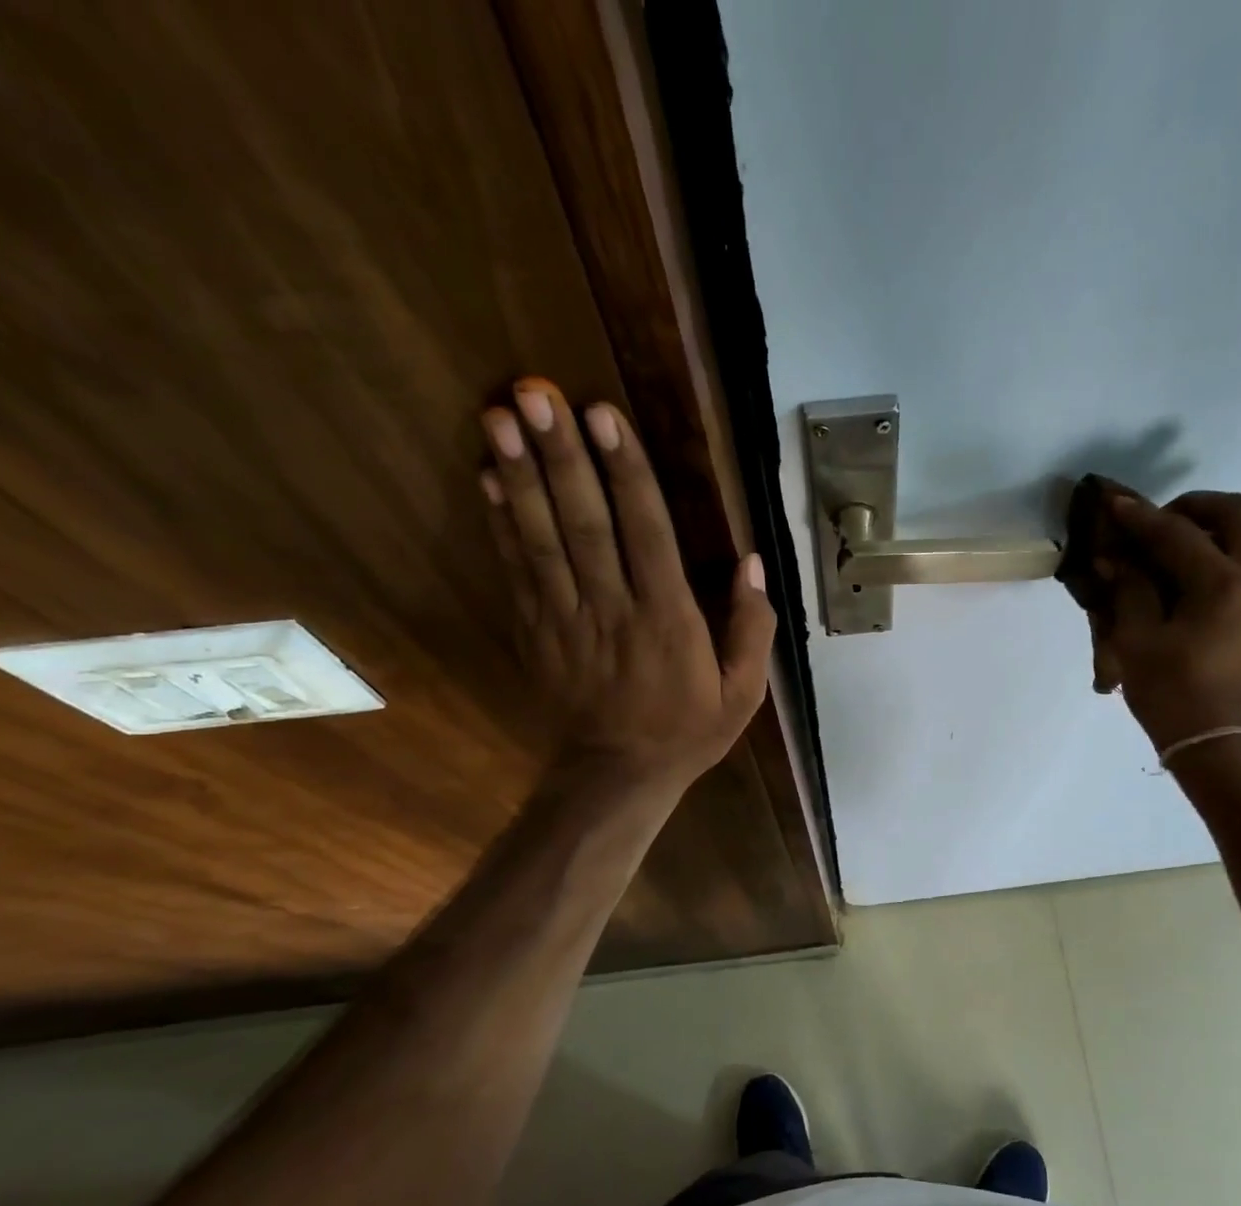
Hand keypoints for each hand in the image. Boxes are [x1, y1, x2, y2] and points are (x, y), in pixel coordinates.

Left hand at [480, 378, 774, 792]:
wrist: (618, 776)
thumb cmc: (688, 731)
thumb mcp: (742, 692)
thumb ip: (752, 629)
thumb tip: (752, 564)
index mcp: (668, 620)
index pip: (646, 533)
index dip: (624, 472)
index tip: (602, 416)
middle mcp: (613, 609)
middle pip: (585, 524)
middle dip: (560, 456)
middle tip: (535, 393)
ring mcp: (567, 620)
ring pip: (542, 540)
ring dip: (520, 475)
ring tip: (499, 416)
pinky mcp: (537, 632)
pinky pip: (518, 571)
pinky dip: (501, 523)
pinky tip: (488, 477)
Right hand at [1092, 491, 1240, 751]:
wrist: (1224, 750)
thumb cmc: (1174, 698)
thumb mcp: (1137, 642)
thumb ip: (1128, 589)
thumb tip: (1116, 557)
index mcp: (1226, 585)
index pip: (1177, 534)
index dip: (1141, 516)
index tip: (1113, 501)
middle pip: (1236, 514)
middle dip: (1192, 508)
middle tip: (1156, 525)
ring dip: (1210, 534)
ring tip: (1170, 556)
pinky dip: (1223, 561)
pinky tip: (1191, 587)